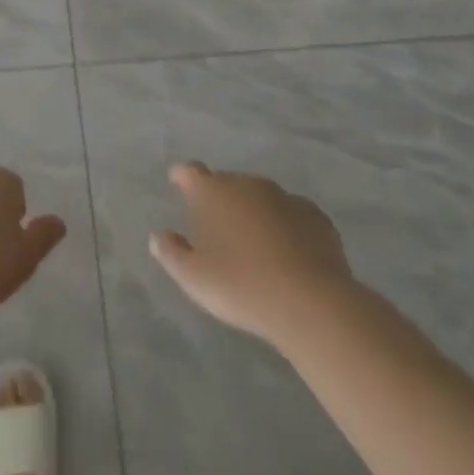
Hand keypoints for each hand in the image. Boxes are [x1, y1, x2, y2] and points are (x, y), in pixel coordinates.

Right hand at [150, 162, 354, 344]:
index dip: (182, 177)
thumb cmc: (241, 286)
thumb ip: (171, 253)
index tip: (178, 184)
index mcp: (212, 192)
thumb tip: (158, 236)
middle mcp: (246, 184)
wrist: (311, 303)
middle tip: (219, 232)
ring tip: (254, 246)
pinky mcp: (315, 216)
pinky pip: (292, 214)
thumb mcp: (193, 278)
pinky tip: (289, 253)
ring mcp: (284, 197)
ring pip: (260, 197)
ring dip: (253, 213)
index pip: (190, 171)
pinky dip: (286, 226)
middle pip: (227, 184)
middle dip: (220, 200)